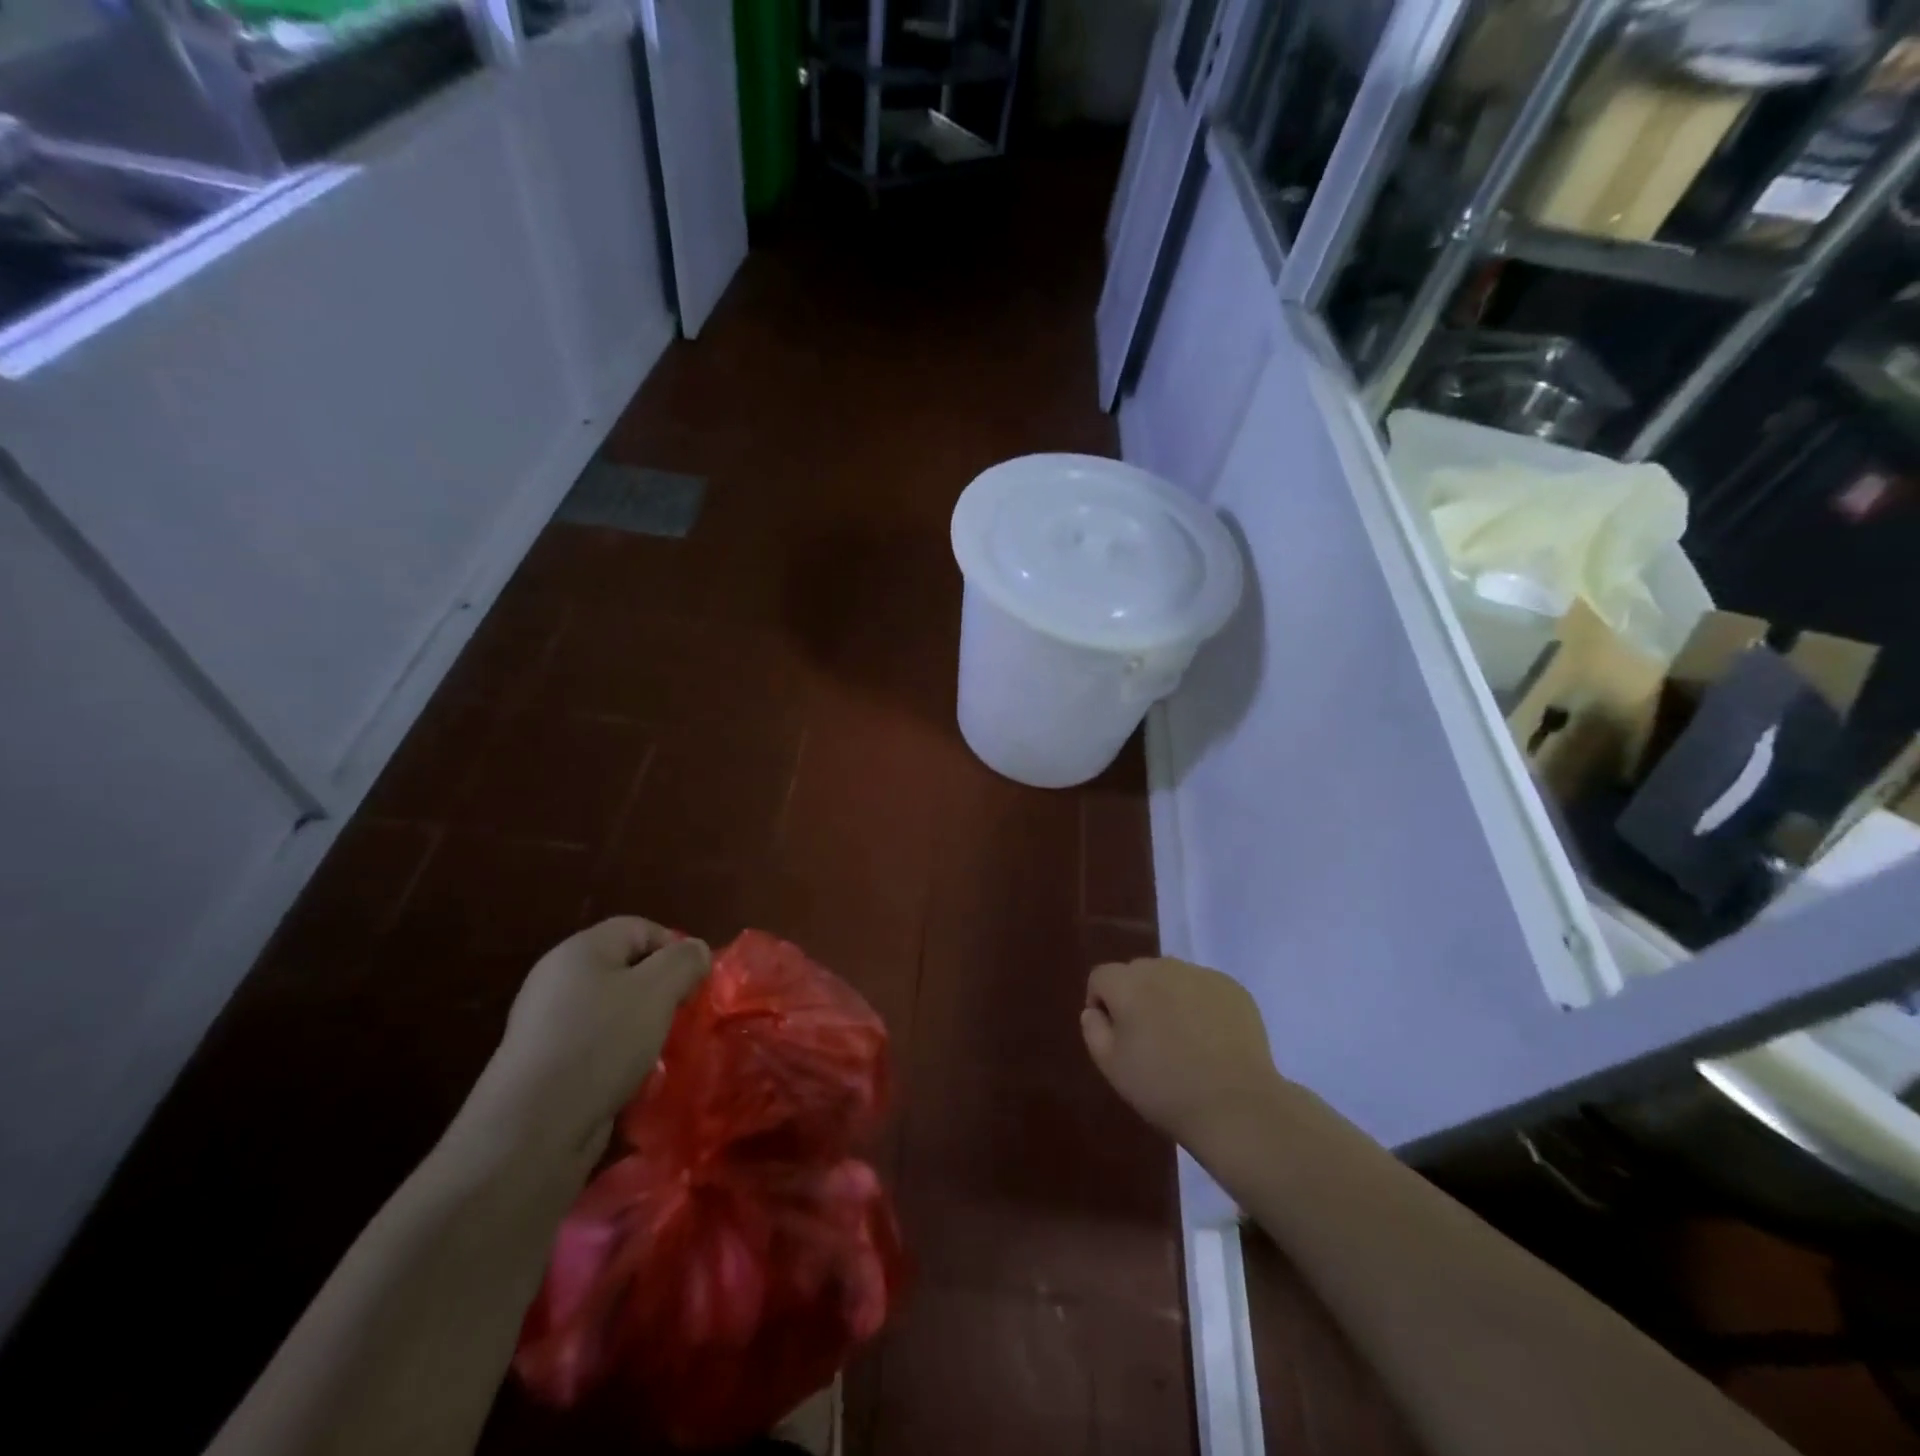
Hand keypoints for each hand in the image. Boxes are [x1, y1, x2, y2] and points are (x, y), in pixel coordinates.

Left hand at [466, 918, 710, 1159]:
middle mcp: (558, 980)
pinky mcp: (545, 1066)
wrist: (530, 1133)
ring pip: (613, 1010)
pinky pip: (596, 1046)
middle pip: (625, 969)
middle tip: (681, 1016)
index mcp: (580, 950)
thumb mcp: (657, 990)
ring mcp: (547, 1025)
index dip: (674, 948)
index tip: (695, 982)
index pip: (639, 928)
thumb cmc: (600, 1044)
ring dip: (643, 1027)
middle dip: (660, 990)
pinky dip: (619, 1057)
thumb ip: (684, 961)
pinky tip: (633, 1079)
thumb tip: (696, 949)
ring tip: (660, 1050)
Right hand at [1082, 957, 1282, 1147]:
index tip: (1115, 1035)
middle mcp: (1163, 968)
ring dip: (1168, 997)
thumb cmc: (1164, 1088)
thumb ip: (1093, 1030)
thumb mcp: (1111, 1067)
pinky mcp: (1233, 988)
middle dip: (1136, 997)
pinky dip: (1201, 1004)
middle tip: (1148, 1038)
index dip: (1101, 1003)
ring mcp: (1201, 975)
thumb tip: (1095, 1011)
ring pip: (1172, 977)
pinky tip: (1212, 1038)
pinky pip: (1205, 988)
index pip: (1101, 977)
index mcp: (1128, 983)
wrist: (1235, 1105)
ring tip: (1183, 1037)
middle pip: (1137, 973)